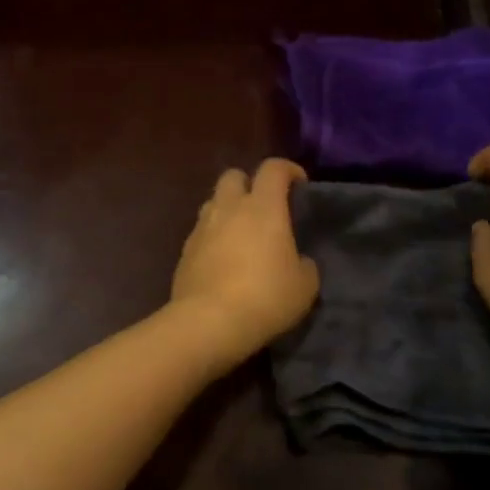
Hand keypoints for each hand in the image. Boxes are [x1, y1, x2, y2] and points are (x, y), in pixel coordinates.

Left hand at [170, 159, 320, 367]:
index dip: (288, 169)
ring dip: (228, 209)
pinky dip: (213, 236)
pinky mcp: (184, 250)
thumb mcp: (304, 285)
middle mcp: (228, 208)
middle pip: (233, 176)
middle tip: (264, 207)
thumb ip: (305, 264)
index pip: (273, 169)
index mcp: (262, 207)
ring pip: (213, 202)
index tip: (299, 183)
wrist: (209, 321)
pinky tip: (223, 259)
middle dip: (249, 183)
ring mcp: (201, 227)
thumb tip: (299, 260)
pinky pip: (201, 231)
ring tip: (242, 233)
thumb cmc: (265, 297)